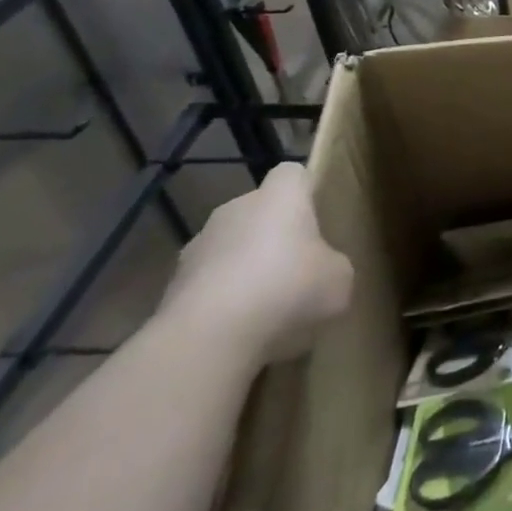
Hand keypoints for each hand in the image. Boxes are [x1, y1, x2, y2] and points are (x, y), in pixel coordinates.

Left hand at [161, 163, 354, 361]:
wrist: (208, 336)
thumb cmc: (287, 289)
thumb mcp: (339, 279)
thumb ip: (333, 265)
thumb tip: (323, 271)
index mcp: (280, 195)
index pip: (293, 174)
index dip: (306, 192)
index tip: (318, 219)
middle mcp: (236, 208)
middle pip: (259, 212)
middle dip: (274, 236)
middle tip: (296, 271)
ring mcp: (198, 245)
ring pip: (231, 248)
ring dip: (244, 269)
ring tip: (264, 309)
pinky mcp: (172, 285)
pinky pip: (208, 285)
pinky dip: (221, 302)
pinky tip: (237, 332)